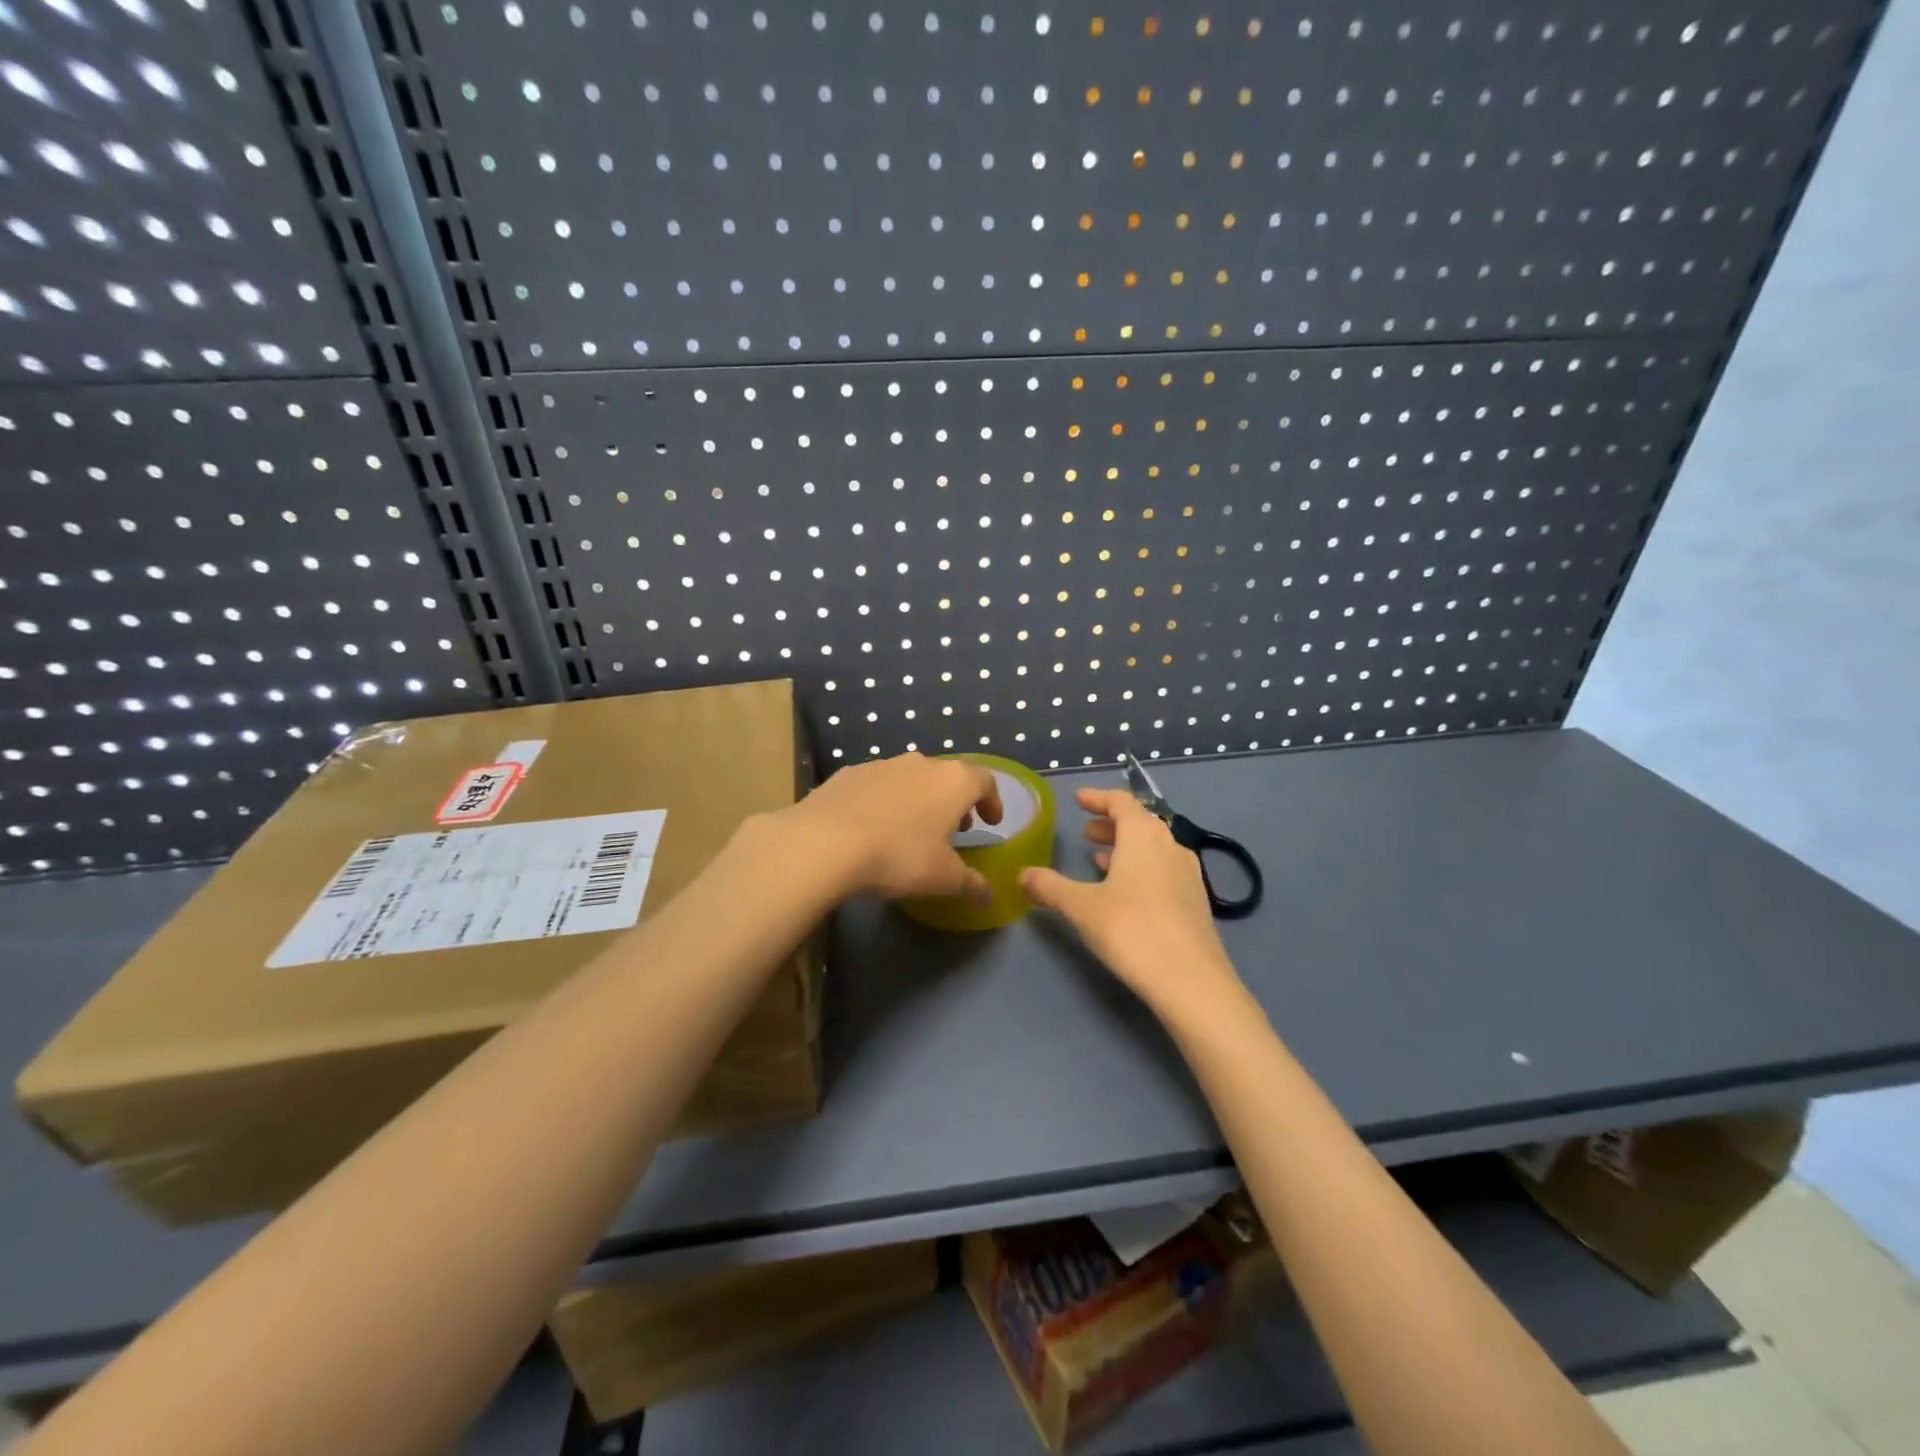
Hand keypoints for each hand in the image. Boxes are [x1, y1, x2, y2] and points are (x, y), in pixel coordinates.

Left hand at [782, 752, 1002, 902]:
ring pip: (911, 778)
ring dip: (919, 800)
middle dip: (955, 802)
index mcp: (953, 781)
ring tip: (912, 830)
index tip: (990, 823)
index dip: (992, 802)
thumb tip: (989, 895)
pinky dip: (885, 801)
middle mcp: (921, 763)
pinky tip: (873, 828)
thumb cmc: (899, 856)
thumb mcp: (943, 878)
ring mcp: (882, 764)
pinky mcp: (849, 773)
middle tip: (954, 830)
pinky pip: (877, 785)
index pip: (985, 781)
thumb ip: (972, 884)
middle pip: (948, 777)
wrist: (824, 842)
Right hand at [1022, 788, 1245, 1022]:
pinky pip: (1164, 869)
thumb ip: (1050, 887)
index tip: (1078, 799)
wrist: (1192, 981)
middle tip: (1086, 832)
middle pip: (1139, 822)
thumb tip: (1022, 875)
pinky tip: (1127, 892)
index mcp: (1143, 834)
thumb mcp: (1081, 907)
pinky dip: (1142, 868)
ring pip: (1153, 847)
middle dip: (1110, 825)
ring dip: (1126, 848)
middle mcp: (1170, 844)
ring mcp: (1188, 872)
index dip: (1097, 798)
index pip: (1120, 802)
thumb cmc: (1131, 930)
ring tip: (1099, 861)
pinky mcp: (1196, 900)